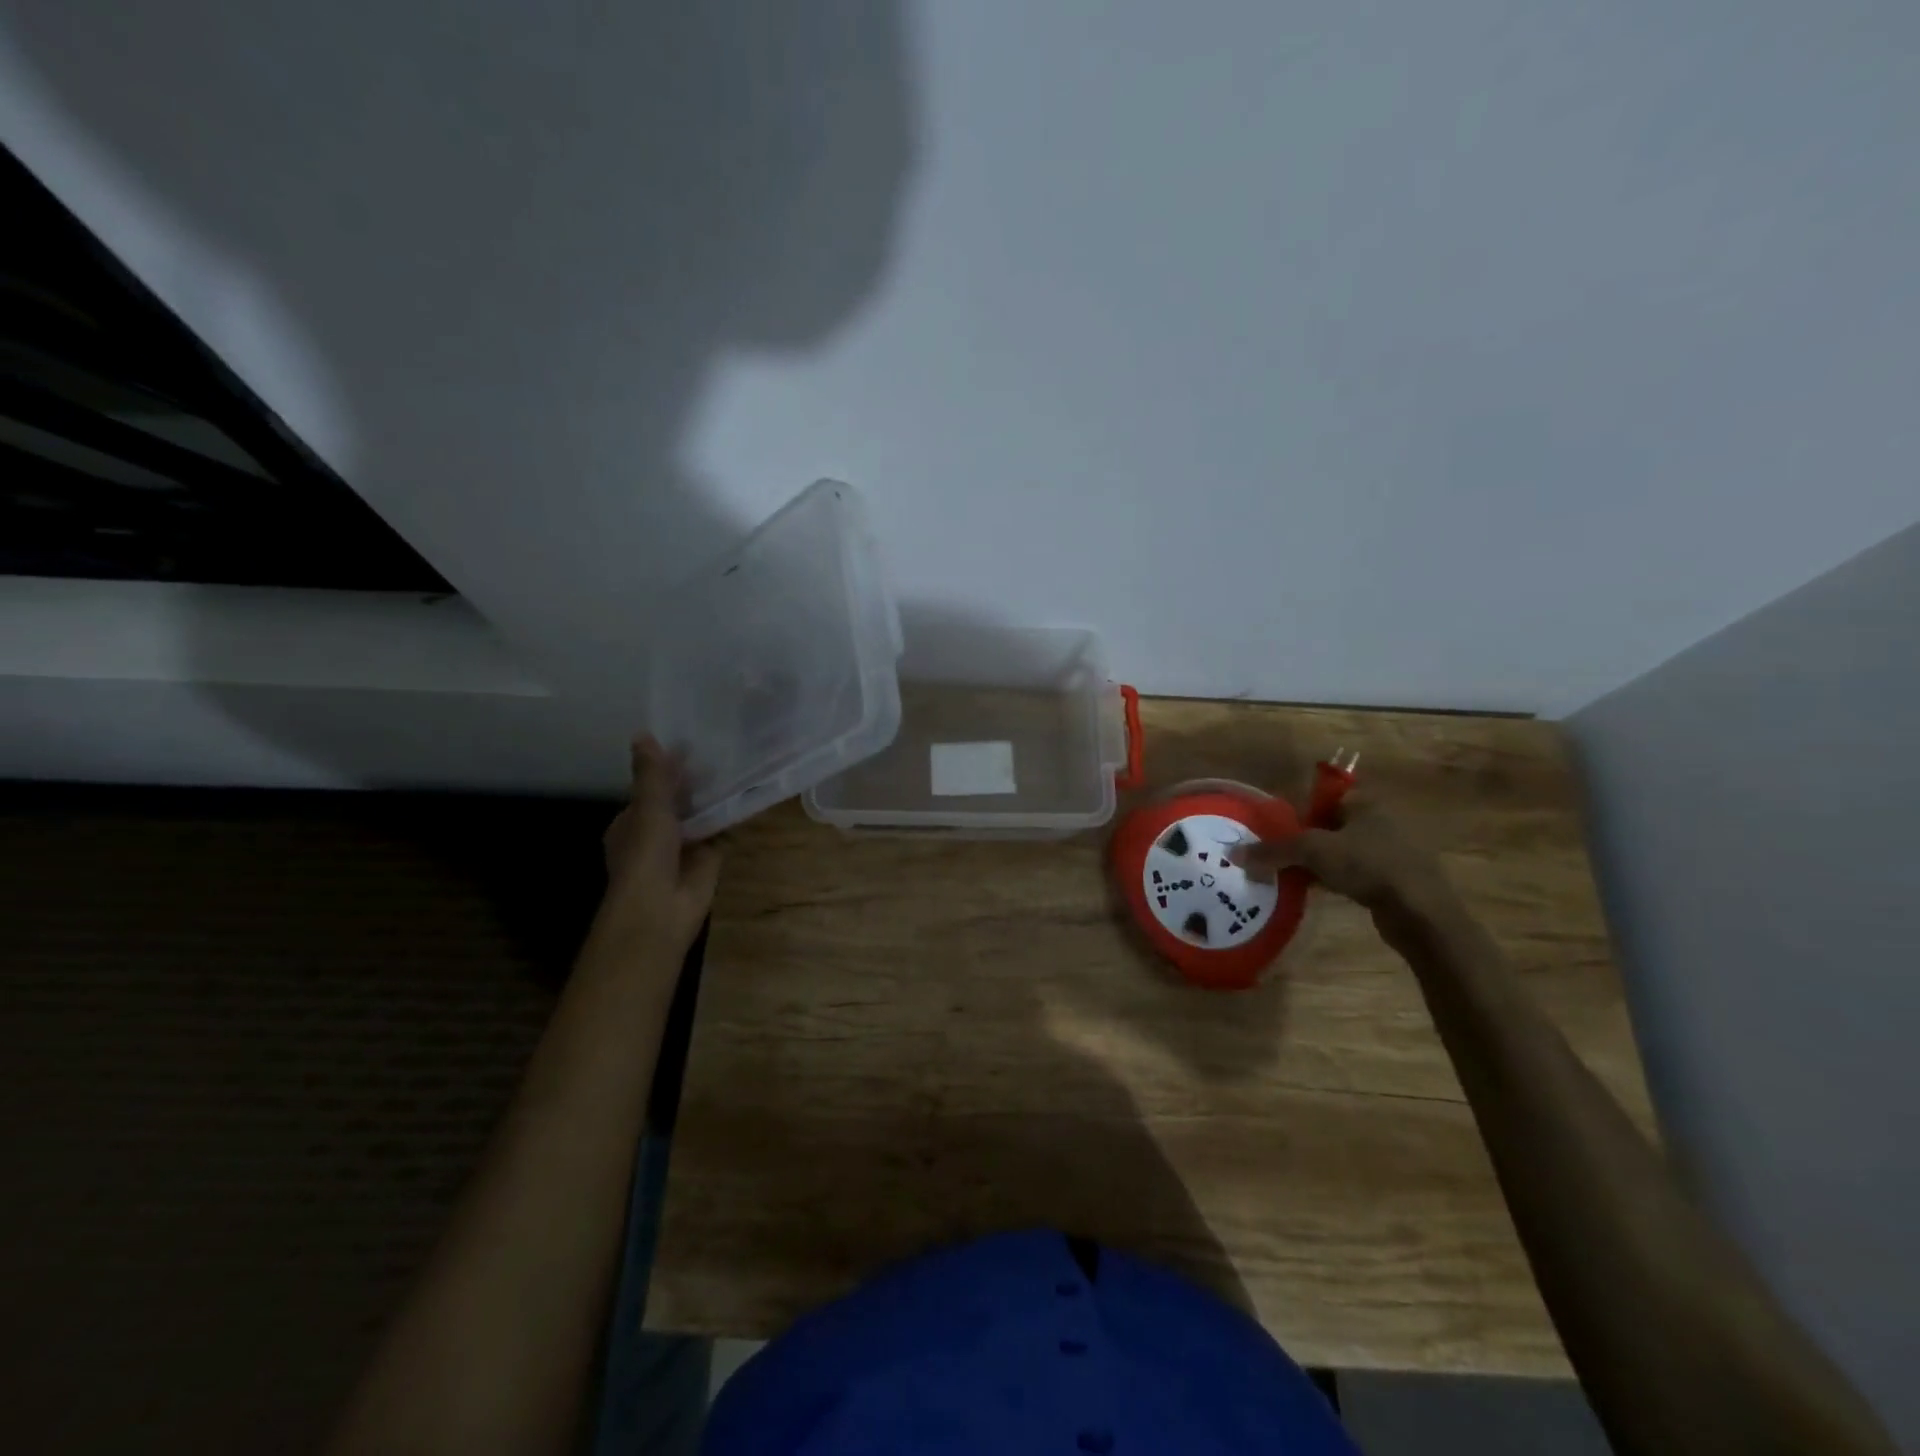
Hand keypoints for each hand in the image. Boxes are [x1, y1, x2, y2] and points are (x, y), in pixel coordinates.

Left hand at [590, 736, 722, 967]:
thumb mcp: (648, 808)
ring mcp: (683, 847)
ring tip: (737, 766)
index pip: (651, 788)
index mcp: (632, 822)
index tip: (691, 743)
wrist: (661, 908)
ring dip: (713, 799)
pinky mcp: (708, 859)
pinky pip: (721, 831)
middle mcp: (656, 833)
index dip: (667, 768)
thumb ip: (652, 775)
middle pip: (677, 802)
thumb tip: (642, 733)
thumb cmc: (645, 855)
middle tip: (721, 751)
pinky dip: (731, 817)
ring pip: (700, 816)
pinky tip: (747, 795)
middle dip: (694, 783)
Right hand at [1241, 793, 1455, 927]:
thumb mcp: (1313, 851)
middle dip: (1305, 840)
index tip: (1277, 831)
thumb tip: (1234, 854)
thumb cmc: (1368, 866)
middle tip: (1279, 855)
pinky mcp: (1395, 879)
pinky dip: (1336, 879)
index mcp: (1365, 803)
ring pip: (1342, 850)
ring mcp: (1391, 851)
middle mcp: (1380, 820)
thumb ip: (1273, 850)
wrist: (1421, 913)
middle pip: (1330, 825)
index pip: (1323, 797)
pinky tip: (1319, 892)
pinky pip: (1356, 872)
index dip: (1298, 812)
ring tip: (1293, 875)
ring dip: (1319, 863)